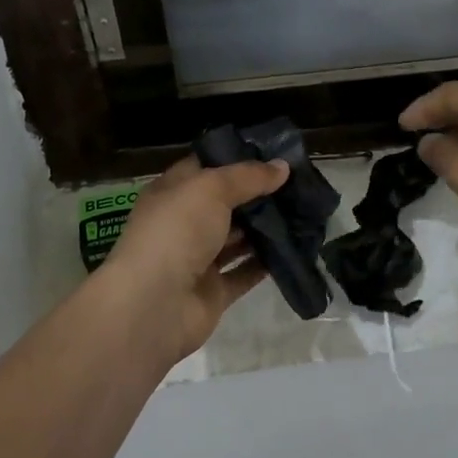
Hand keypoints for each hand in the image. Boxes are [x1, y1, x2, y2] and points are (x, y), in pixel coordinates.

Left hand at [98, 154, 288, 364]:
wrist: (154, 305)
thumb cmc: (177, 231)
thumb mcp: (211, 188)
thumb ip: (248, 176)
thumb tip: (282, 166)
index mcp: (172, 192)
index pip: (206, 167)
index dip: (236, 158)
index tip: (274, 152)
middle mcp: (183, 223)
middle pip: (225, 203)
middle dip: (258, 193)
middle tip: (298, 183)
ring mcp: (198, 259)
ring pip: (237, 238)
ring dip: (265, 228)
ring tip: (304, 212)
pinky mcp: (214, 291)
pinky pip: (245, 272)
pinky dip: (267, 263)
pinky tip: (295, 248)